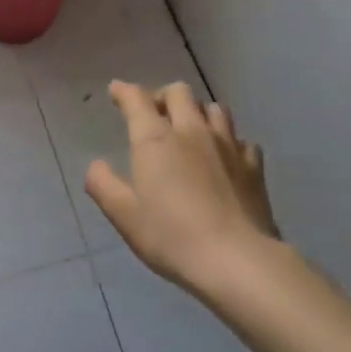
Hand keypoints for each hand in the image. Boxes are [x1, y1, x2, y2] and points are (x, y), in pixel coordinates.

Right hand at [85, 81, 278, 292]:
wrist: (237, 260)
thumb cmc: (172, 236)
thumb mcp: (124, 215)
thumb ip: (103, 185)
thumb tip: (96, 165)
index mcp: (156, 139)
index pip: (137, 99)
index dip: (124, 91)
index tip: (116, 91)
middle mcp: (192, 131)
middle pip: (179, 93)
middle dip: (162, 96)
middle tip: (154, 113)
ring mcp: (228, 145)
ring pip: (214, 108)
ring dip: (198, 112)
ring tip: (191, 129)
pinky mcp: (254, 166)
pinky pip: (241, 140)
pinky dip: (229, 142)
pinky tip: (225, 158)